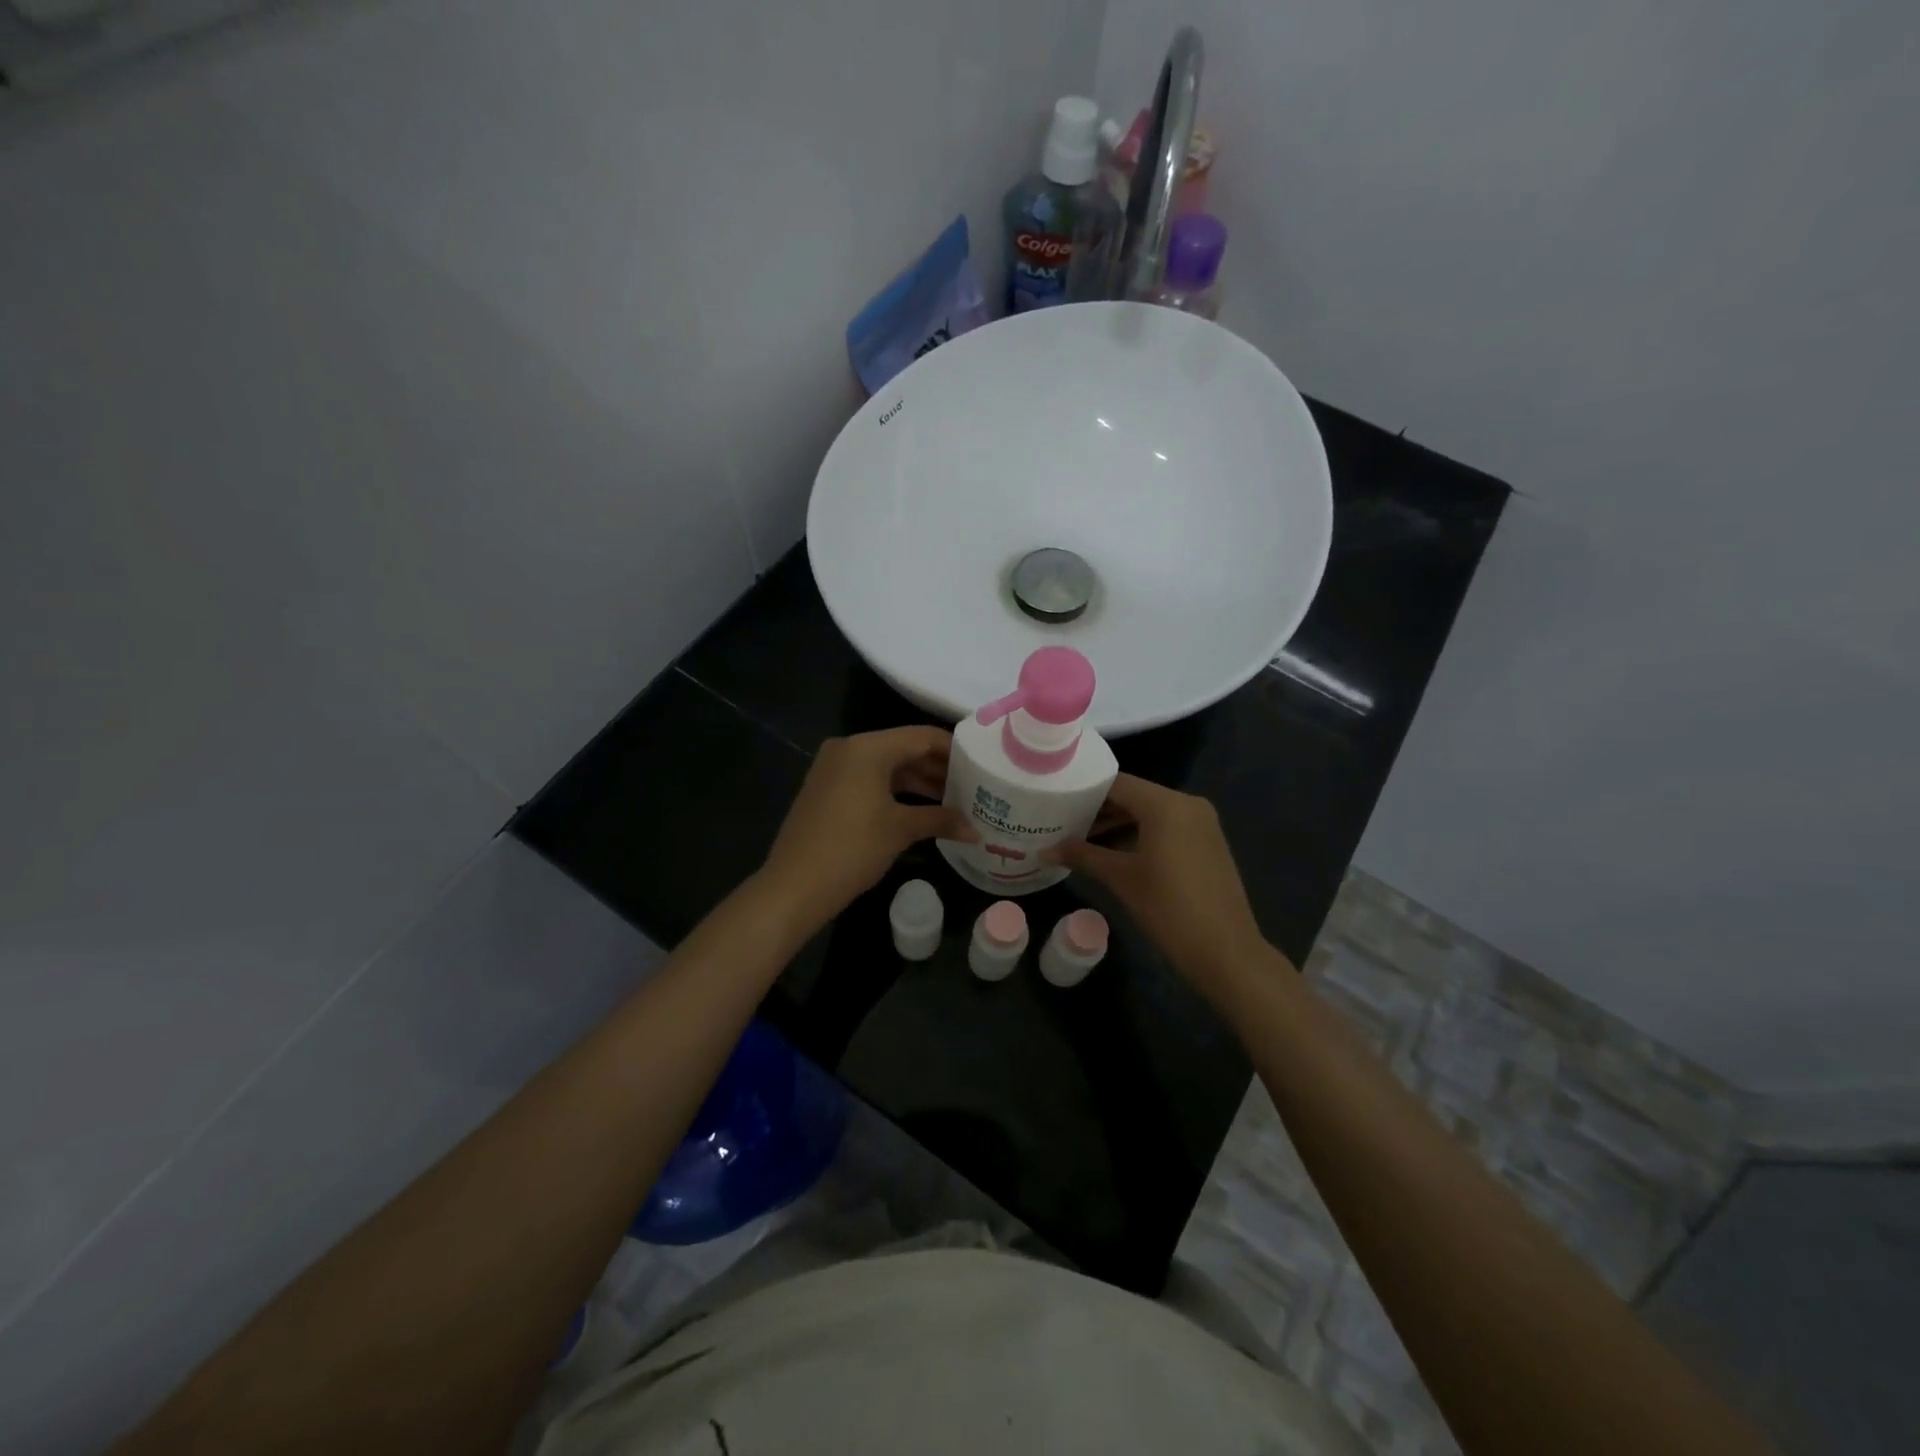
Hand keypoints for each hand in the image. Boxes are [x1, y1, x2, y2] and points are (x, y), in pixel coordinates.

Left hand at [759, 726, 971, 926]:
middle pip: (904, 749)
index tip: (981, 764)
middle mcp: (849, 748)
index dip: (953, 749)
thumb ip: (941, 819)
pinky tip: (921, 810)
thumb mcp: (901, 830)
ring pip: (886, 767)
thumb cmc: (853, 848)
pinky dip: (895, 792)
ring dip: (918, 782)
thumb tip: (975, 830)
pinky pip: (869, 781)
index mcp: (867, 747)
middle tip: (972, 786)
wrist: (795, 886)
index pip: (921, 737)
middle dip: (937, 769)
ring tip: (953, 801)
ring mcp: (834, 769)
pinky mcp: (827, 790)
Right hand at [1049, 774, 1269, 989]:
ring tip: (1079, 837)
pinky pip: (1166, 827)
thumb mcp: (1121, 879)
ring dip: (1118, 823)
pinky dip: (1140, 833)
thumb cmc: (1169, 909)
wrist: (1225, 952)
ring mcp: (1201, 823)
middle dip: (1099, 808)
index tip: (1056, 800)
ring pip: (1150, 812)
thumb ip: (1083, 856)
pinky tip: (1112, 851)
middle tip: (1061, 819)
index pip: (1116, 783)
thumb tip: (1045, 850)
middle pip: (1133, 795)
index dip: (1084, 791)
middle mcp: (1187, 803)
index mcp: (1166, 804)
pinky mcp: (1207, 843)